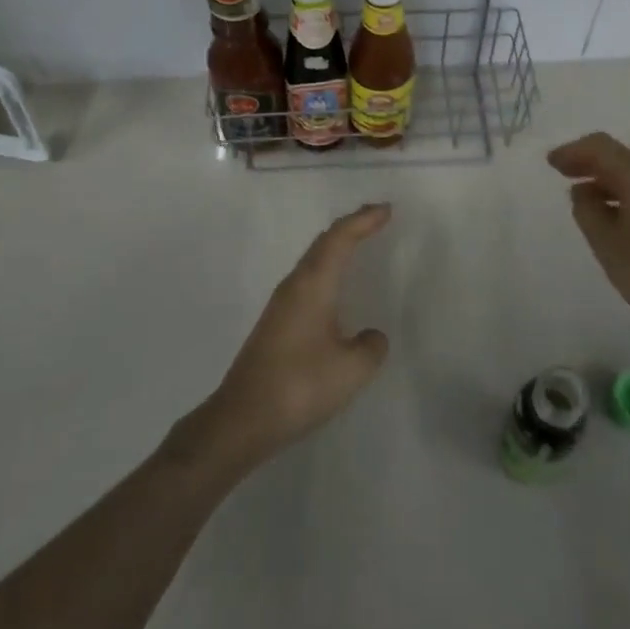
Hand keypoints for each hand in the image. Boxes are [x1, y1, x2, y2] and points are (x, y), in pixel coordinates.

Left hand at [185, 204, 392, 474]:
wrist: (242, 419)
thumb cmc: (300, 386)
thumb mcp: (351, 369)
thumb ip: (371, 347)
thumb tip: (371, 336)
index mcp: (313, 285)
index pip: (340, 239)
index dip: (364, 220)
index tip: (387, 210)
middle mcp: (294, 286)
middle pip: (323, 243)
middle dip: (351, 226)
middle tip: (376, 218)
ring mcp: (281, 304)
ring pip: (312, 260)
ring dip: (336, 246)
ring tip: (358, 243)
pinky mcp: (275, 323)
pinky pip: (307, 279)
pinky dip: (326, 268)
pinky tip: (334, 288)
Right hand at [548, 133, 629, 356]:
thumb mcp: (604, 241)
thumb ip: (586, 208)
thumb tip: (584, 191)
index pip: (601, 147)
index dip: (573, 151)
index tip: (551, 163)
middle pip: (620, 156)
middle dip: (590, 162)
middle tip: (563, 174)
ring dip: (609, 178)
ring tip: (585, 198)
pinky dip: (627, 190)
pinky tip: (614, 211)